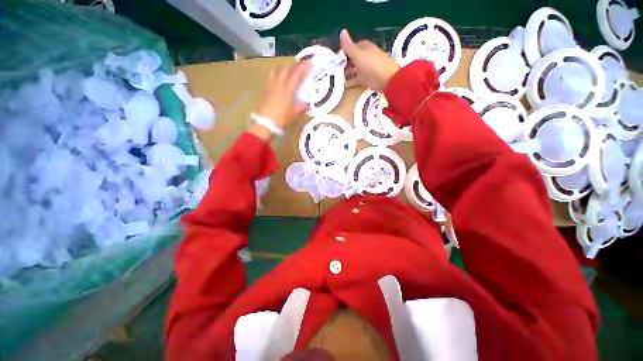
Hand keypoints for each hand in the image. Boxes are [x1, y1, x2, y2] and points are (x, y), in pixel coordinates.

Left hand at [254, 62, 309, 129]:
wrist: (265, 123)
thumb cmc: (281, 119)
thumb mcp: (293, 114)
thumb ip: (300, 107)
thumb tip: (306, 103)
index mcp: (287, 90)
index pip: (296, 75)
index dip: (303, 67)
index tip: (309, 61)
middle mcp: (279, 84)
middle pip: (286, 69)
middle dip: (294, 65)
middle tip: (300, 64)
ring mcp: (271, 86)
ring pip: (277, 70)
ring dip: (284, 67)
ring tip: (288, 69)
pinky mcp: (265, 90)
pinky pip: (271, 77)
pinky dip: (277, 73)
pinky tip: (279, 78)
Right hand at [340, 29, 399, 90]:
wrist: (387, 80)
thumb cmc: (372, 65)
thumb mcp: (358, 55)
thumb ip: (348, 46)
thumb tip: (342, 31)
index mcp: (365, 47)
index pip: (352, 47)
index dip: (344, 52)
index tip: (336, 60)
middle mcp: (366, 56)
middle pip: (353, 59)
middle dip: (345, 64)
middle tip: (336, 71)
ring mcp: (367, 68)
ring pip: (354, 69)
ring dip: (347, 73)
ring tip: (339, 79)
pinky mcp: (368, 79)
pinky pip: (357, 79)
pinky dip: (351, 81)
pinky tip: (344, 85)